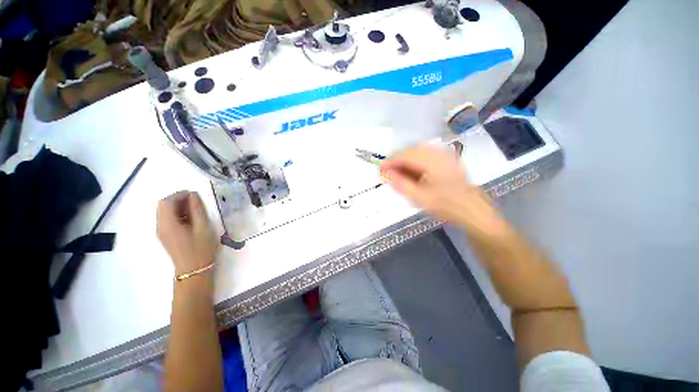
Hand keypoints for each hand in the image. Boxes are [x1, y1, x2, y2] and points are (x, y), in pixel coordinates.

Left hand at [157, 191, 218, 275]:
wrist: (195, 269)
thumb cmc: (201, 248)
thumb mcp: (203, 227)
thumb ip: (197, 209)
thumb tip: (193, 195)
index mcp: (167, 224)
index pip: (166, 202)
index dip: (179, 194)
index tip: (195, 195)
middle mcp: (160, 226)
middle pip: (163, 206)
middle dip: (178, 199)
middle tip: (196, 201)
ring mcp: (161, 232)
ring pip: (165, 212)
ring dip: (178, 207)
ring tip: (195, 210)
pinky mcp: (166, 236)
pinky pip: (168, 219)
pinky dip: (178, 214)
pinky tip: (191, 219)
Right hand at [380, 145, 510, 239]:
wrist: (474, 212)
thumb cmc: (448, 207)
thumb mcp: (421, 198)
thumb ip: (401, 184)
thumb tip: (385, 173)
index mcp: (434, 162)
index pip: (406, 155)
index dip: (390, 161)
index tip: (379, 169)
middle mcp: (440, 154)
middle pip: (411, 150)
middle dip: (397, 161)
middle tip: (388, 174)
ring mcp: (446, 155)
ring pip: (418, 152)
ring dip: (406, 161)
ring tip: (399, 175)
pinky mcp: (448, 160)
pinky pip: (426, 156)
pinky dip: (415, 163)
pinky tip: (413, 174)